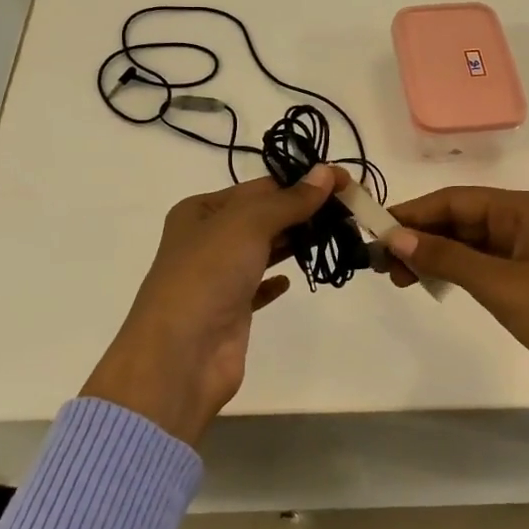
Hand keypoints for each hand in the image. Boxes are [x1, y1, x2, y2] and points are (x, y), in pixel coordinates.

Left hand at [82, 166, 344, 444]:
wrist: (180, 356)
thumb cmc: (208, 275)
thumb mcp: (248, 224)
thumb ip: (289, 201)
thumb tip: (326, 172)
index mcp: (202, 210)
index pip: (261, 187)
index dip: (302, 182)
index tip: (344, 182)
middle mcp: (207, 239)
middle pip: (264, 216)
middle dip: (303, 211)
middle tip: (348, 210)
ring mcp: (219, 276)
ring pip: (264, 249)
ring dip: (295, 242)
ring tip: (336, 235)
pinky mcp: (231, 311)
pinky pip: (258, 287)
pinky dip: (275, 280)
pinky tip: (291, 280)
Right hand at [380, 187, 528, 427]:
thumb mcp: (499, 282)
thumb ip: (445, 258)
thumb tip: (394, 237)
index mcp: (523, 209)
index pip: (455, 200)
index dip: (414, 213)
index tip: (375, 231)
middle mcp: (525, 223)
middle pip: (462, 220)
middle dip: (421, 237)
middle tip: (382, 263)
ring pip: (470, 245)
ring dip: (435, 257)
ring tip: (399, 278)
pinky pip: (484, 267)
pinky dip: (457, 273)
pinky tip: (434, 285)